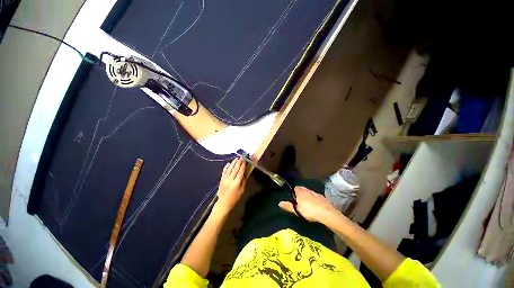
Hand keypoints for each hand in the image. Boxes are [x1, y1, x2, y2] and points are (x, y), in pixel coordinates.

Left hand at [214, 158, 245, 214]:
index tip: (244, 161)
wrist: (224, 202)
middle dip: (238, 163)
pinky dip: (226, 167)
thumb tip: (245, 173)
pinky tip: (228, 163)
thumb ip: (243, 182)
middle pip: (234, 170)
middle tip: (241, 158)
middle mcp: (230, 180)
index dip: (242, 166)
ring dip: (232, 163)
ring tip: (236, 158)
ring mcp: (225, 180)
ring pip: (229, 169)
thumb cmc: (234, 198)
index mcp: (236, 184)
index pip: (240, 173)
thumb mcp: (241, 191)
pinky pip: (224, 172)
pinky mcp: (221, 180)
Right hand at [279, 186, 338, 222]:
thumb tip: (280, 203)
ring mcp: (318, 194)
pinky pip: (317, 198)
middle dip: (301, 195)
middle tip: (298, 204)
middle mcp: (309, 190)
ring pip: (311, 194)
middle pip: (303, 190)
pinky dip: (315, 201)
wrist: (326, 213)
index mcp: (302, 192)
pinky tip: (315, 208)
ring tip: (307, 207)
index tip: (292, 199)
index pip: (295, 188)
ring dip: (308, 198)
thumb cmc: (310, 211)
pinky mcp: (324, 198)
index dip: (293, 192)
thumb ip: (288, 206)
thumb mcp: (297, 210)